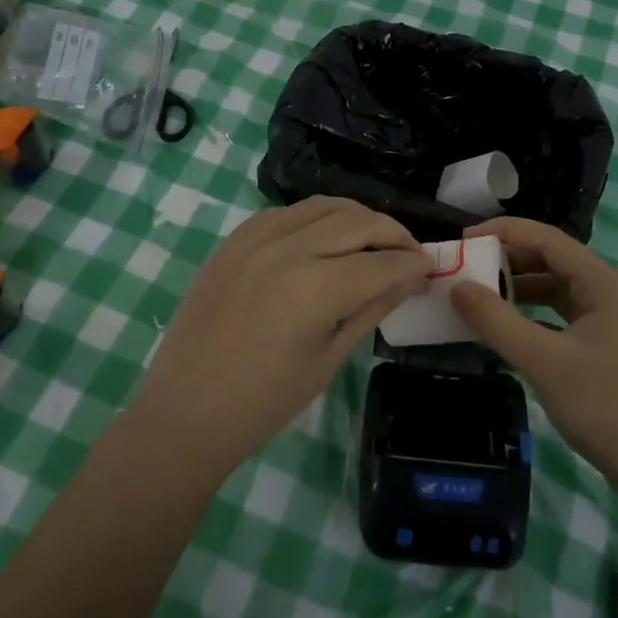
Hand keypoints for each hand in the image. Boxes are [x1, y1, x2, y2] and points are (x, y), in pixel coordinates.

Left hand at [129, 197, 429, 482]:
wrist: (185, 411)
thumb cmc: (263, 403)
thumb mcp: (328, 360)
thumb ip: (371, 309)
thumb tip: (411, 280)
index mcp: (314, 287)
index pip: (382, 262)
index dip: (413, 264)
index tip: (432, 268)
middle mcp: (287, 248)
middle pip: (358, 222)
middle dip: (394, 234)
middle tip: (411, 253)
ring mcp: (255, 238)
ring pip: (324, 206)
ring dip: (358, 217)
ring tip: (375, 239)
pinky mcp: (234, 239)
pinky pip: (287, 212)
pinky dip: (316, 217)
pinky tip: (326, 237)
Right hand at [451, 217, 617, 504]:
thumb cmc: (609, 409)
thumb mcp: (545, 362)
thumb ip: (497, 322)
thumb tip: (457, 287)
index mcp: (603, 284)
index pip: (547, 238)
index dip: (503, 233)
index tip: (463, 240)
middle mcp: (609, 294)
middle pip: (551, 261)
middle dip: (507, 261)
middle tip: (464, 269)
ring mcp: (610, 324)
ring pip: (556, 291)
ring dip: (518, 290)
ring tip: (478, 297)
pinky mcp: (605, 351)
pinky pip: (560, 319)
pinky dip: (531, 318)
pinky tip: (506, 332)